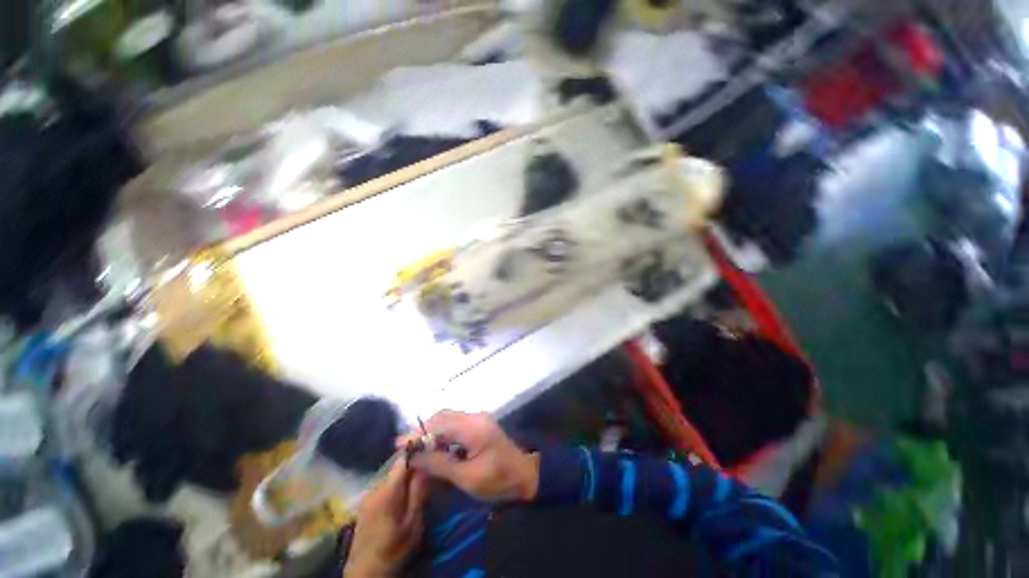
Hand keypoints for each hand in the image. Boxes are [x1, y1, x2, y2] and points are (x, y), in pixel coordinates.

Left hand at [344, 460, 428, 577]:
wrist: (365, 573)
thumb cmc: (393, 548)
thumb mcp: (413, 522)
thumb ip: (419, 491)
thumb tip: (426, 464)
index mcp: (387, 489)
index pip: (403, 458)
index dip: (417, 452)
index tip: (431, 452)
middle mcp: (375, 486)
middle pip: (398, 467)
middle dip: (414, 468)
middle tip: (428, 476)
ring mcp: (368, 495)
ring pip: (392, 477)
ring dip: (405, 479)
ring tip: (418, 488)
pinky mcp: (365, 504)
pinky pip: (385, 487)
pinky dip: (396, 488)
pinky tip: (403, 500)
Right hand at [401, 411, 538, 501]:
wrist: (526, 475)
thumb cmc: (498, 480)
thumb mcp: (468, 477)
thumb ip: (440, 464)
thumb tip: (414, 456)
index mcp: (473, 427)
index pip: (440, 423)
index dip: (418, 433)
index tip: (400, 445)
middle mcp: (474, 417)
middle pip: (443, 416)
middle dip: (423, 430)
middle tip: (406, 448)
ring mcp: (478, 419)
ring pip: (448, 418)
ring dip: (432, 431)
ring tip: (417, 449)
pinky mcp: (479, 425)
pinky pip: (455, 424)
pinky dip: (442, 433)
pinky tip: (435, 447)